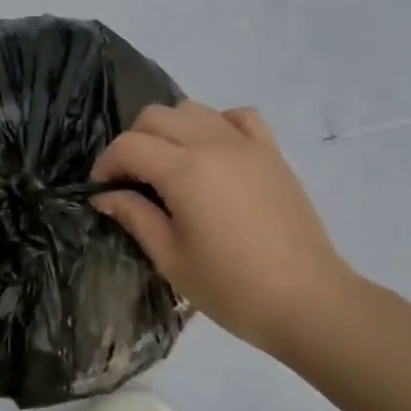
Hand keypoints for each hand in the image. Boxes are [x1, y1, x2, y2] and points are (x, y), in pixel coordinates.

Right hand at [91, 102, 358, 354]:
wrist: (308, 301)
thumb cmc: (232, 288)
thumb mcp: (171, 259)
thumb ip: (135, 217)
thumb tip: (106, 195)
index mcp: (185, 171)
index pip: (129, 145)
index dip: (107, 164)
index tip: (103, 190)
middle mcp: (213, 144)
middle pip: (156, 116)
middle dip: (134, 143)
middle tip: (132, 181)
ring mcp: (246, 144)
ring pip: (193, 109)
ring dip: (170, 130)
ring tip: (170, 166)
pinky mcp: (271, 153)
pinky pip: (237, 116)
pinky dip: (216, 124)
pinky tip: (213, 153)